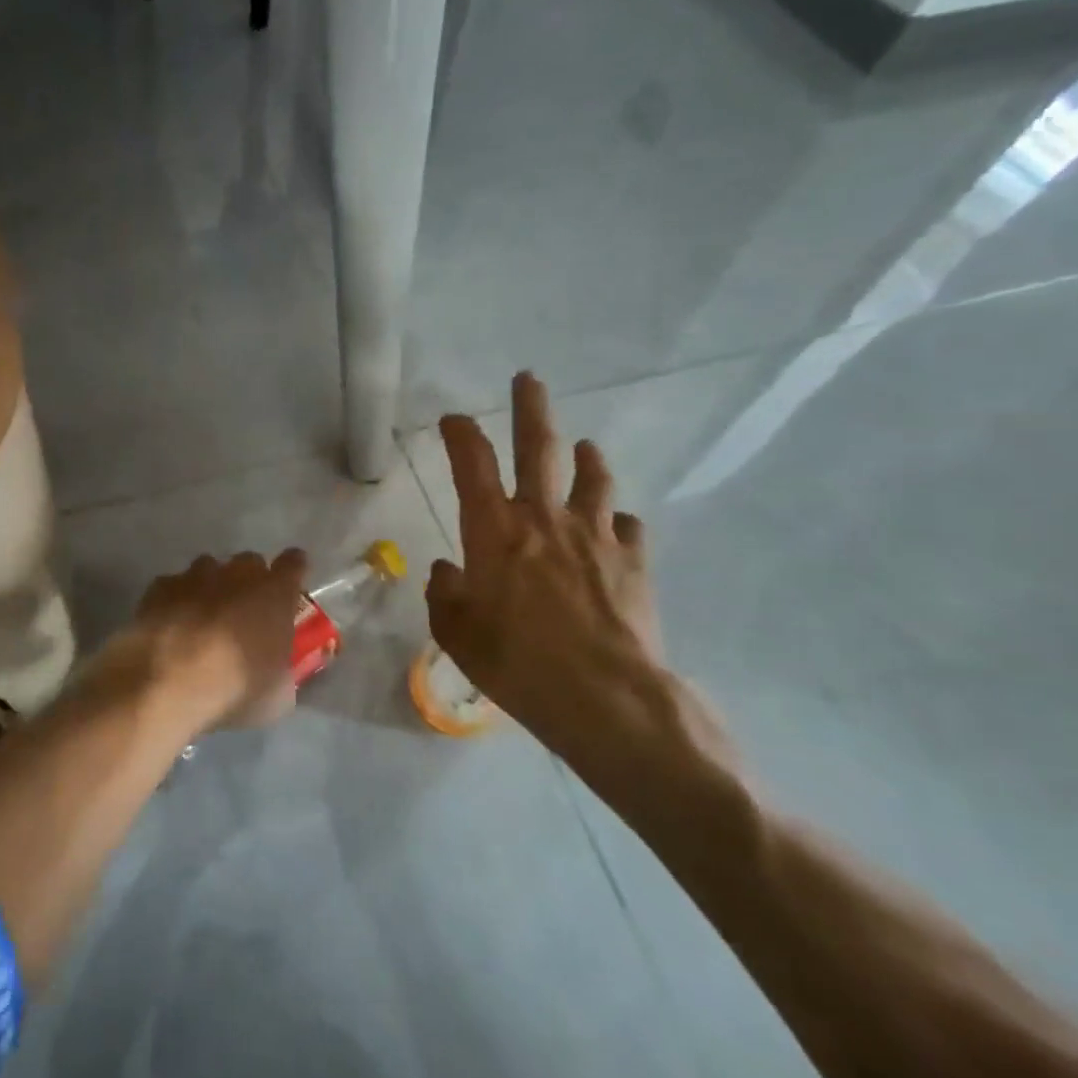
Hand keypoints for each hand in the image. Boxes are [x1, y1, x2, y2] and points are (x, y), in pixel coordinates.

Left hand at [125, 550, 308, 731]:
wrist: (165, 682)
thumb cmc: (233, 687)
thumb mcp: (277, 694)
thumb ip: (283, 669)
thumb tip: (279, 669)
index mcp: (274, 593)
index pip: (294, 563)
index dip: (292, 571)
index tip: (288, 588)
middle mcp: (237, 574)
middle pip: (250, 563)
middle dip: (250, 581)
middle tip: (244, 612)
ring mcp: (195, 575)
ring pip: (209, 569)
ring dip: (212, 587)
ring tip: (203, 618)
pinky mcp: (160, 586)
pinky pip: (175, 585)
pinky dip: (176, 599)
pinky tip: (170, 624)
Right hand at [427, 373, 733, 800]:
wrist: (607, 698)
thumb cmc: (518, 664)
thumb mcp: (458, 634)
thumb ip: (445, 595)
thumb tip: (448, 572)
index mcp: (494, 531)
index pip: (472, 464)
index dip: (461, 434)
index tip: (454, 418)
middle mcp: (544, 518)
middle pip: (538, 448)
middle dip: (531, 408)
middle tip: (529, 379)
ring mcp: (594, 535)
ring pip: (592, 478)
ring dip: (585, 458)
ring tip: (584, 447)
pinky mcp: (632, 560)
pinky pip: (626, 526)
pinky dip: (615, 521)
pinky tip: (615, 528)